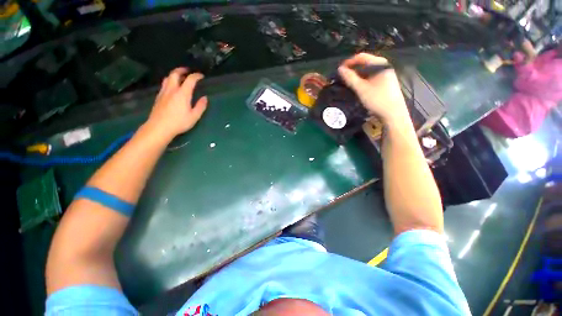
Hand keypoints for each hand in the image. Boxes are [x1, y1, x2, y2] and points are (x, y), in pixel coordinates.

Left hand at [146, 67, 207, 138]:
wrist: (159, 127)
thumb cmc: (179, 122)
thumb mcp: (194, 116)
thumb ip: (200, 106)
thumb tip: (205, 98)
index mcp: (182, 93)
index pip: (190, 80)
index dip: (196, 76)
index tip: (201, 76)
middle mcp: (172, 89)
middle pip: (175, 74)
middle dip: (182, 70)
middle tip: (188, 71)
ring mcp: (164, 92)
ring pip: (168, 78)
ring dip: (174, 75)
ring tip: (180, 77)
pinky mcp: (158, 97)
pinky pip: (164, 84)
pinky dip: (170, 81)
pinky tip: (172, 88)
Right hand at [338, 53, 408, 124]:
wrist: (393, 113)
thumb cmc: (377, 99)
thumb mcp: (361, 89)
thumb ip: (350, 78)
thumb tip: (340, 69)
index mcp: (379, 64)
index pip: (361, 57)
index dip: (349, 62)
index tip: (339, 70)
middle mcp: (384, 65)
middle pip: (365, 63)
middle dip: (353, 69)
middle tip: (343, 77)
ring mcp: (386, 73)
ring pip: (368, 70)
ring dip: (357, 75)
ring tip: (348, 82)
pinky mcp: (386, 81)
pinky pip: (372, 76)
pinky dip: (363, 79)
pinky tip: (358, 86)